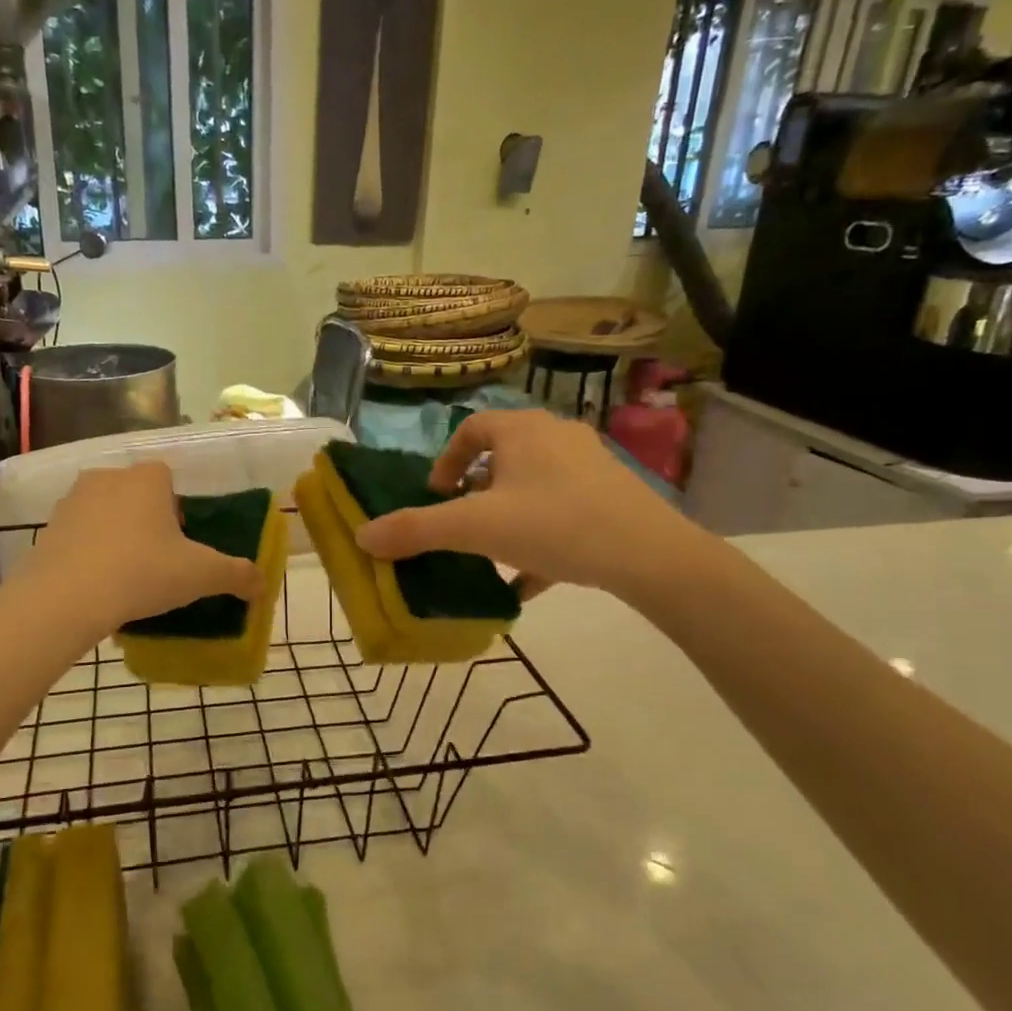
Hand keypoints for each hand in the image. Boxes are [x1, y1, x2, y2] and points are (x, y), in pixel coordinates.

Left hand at [13, 462, 261, 638]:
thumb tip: (262, 584)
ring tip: (126, 575)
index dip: (177, 507)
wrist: (66, 599)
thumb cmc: (142, 573)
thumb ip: (237, 575)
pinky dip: (88, 552)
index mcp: (146, 479)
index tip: (181, 542)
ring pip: (104, 512)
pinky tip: (97, 585)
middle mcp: (107, 478)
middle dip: (146, 520)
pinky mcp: (47, 529)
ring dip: (116, 534)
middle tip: (157, 560)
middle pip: (135, 493)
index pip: (167, 477)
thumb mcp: (201, 575)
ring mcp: (71, 501)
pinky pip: (78, 535)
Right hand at [353, 411, 712, 602]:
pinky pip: (562, 512)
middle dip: (476, 494)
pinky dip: (540, 540)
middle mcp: (556, 436)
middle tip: (462, 526)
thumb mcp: (475, 529)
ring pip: (533, 488)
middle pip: (503, 458)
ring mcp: (589, 466)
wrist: (649, 555)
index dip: (446, 461)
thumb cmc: (554, 524)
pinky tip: (528, 581)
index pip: (471, 429)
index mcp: (521, 430)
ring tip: (491, 554)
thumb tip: (362, 536)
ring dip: (506, 518)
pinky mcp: (612, 498)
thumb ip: (416, 530)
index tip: (436, 497)